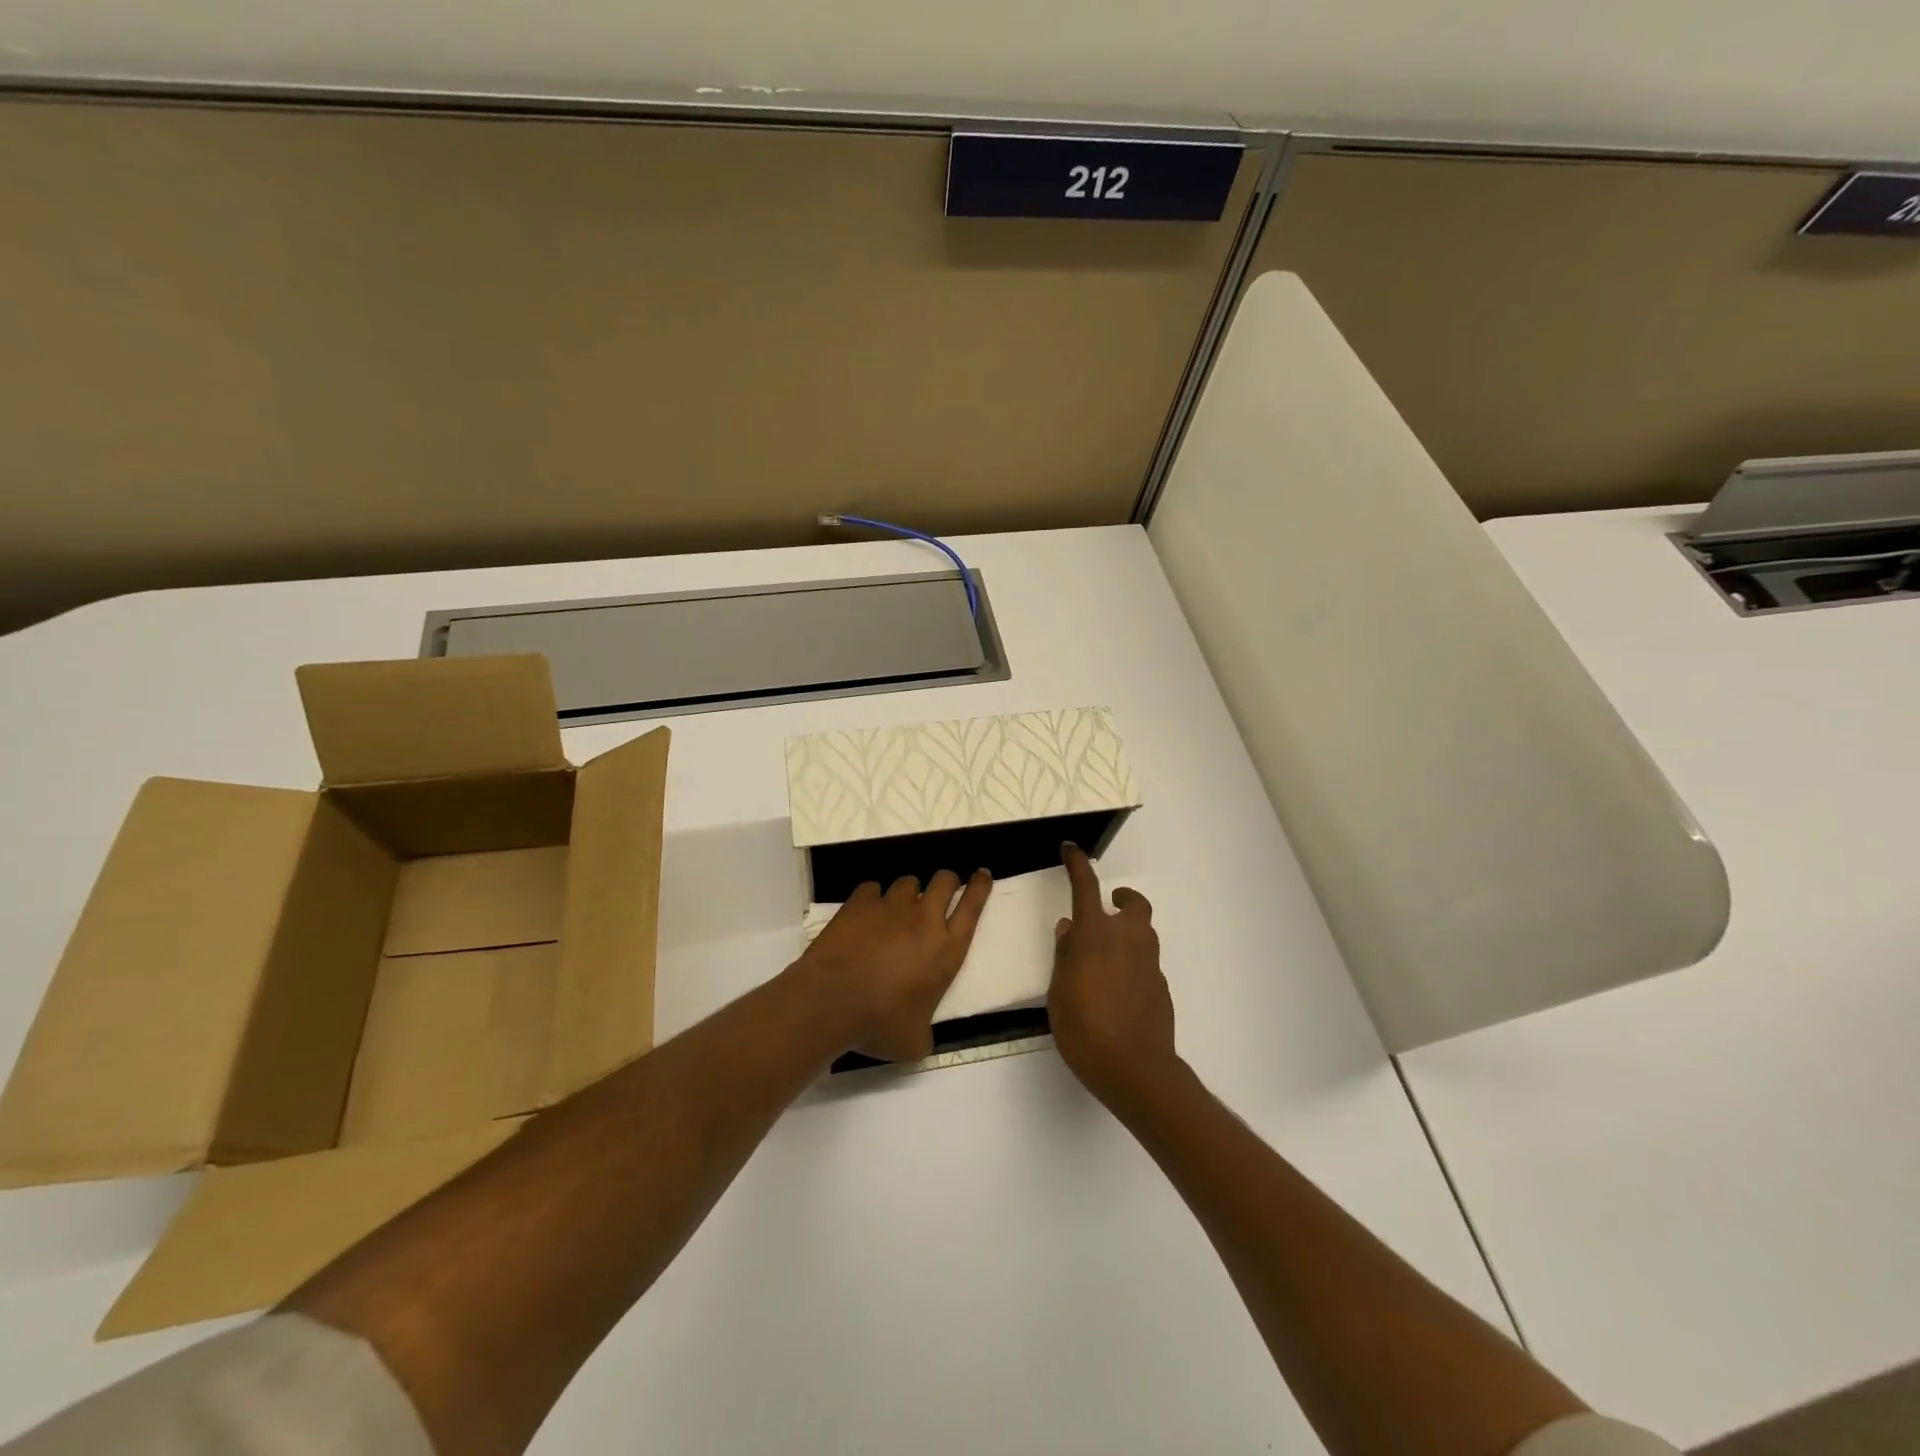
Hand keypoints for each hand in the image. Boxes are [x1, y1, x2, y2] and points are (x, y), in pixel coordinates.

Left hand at [799, 870, 991, 1061]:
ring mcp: (891, 906)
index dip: (980, 887)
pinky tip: (865, 913)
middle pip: (945, 881)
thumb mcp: (914, 1041)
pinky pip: (872, 888)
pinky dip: (872, 898)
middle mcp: (924, 920)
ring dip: (909, 892)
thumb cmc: (879, 1024)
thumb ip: (925, 1031)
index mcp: (946, 950)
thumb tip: (921, 1035)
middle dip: (947, 881)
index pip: (973, 907)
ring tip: (898, 908)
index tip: (982, 874)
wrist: (831, 1001)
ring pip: (909, 881)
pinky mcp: (860, 902)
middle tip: (943, 890)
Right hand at [1049, 843, 1177, 1111]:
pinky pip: (1146, 963)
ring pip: (1144, 934)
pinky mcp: (1161, 988)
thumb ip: (1065, 955)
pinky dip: (1133, 964)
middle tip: (1107, 909)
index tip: (1071, 849)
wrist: (1135, 1070)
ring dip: (1128, 933)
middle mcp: (1128, 940)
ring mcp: (1149, 964)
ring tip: (1106, 957)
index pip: (1086, 887)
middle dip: (1123, 900)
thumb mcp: (1058, 992)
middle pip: (1135, 905)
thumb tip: (1070, 928)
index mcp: (1096, 935)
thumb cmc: (1084, 1028)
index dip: (1077, 865)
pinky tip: (1118, 991)